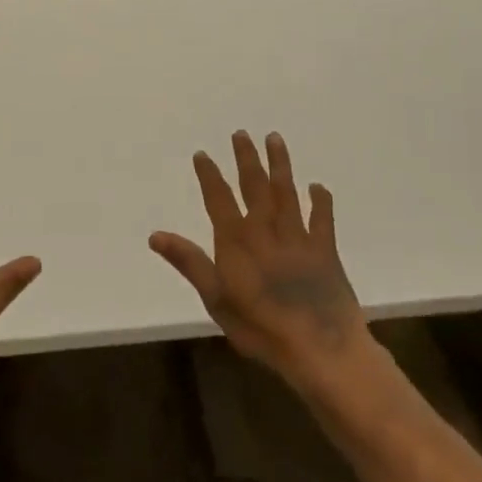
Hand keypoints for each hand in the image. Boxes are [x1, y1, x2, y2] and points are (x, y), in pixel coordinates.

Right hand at [150, 130, 373, 388]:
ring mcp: (298, 238)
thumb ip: (189, 262)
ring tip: (275, 139)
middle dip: (247, 159)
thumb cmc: (261, 328)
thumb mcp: (215, 299)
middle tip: (242, 134)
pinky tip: (317, 186)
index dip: (210, 175)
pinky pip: (323, 219)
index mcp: (236, 241)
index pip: (219, 199)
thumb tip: (155, 235)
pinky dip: (320, 201)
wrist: (321, 348)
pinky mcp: (326, 252)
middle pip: (255, 186)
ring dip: (280, 165)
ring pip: (287, 193)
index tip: (202, 153)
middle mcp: (266, 230)